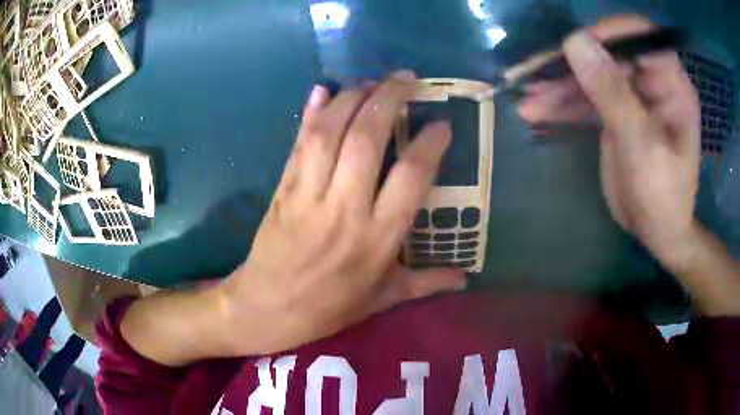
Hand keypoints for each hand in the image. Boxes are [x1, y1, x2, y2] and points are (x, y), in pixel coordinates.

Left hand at [220, 72, 465, 354]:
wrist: (266, 308)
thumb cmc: (328, 307)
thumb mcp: (382, 299)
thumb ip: (426, 283)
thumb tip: (465, 280)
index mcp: (377, 239)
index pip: (411, 177)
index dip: (429, 143)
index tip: (441, 123)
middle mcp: (345, 209)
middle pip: (368, 139)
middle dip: (389, 99)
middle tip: (407, 78)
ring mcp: (308, 195)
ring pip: (330, 132)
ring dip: (352, 98)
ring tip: (372, 81)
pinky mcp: (283, 188)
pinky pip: (300, 143)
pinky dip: (311, 113)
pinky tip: (322, 90)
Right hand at [518, 15, 700, 267]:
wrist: (658, 233)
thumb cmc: (663, 197)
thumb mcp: (642, 146)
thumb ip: (613, 94)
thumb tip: (574, 41)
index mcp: (671, 84)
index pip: (640, 36)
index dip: (609, 33)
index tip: (576, 46)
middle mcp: (651, 82)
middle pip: (608, 53)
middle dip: (572, 63)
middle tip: (535, 74)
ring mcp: (631, 97)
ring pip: (591, 75)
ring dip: (559, 85)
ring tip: (528, 97)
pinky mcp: (615, 113)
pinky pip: (586, 99)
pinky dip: (561, 104)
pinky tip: (536, 111)